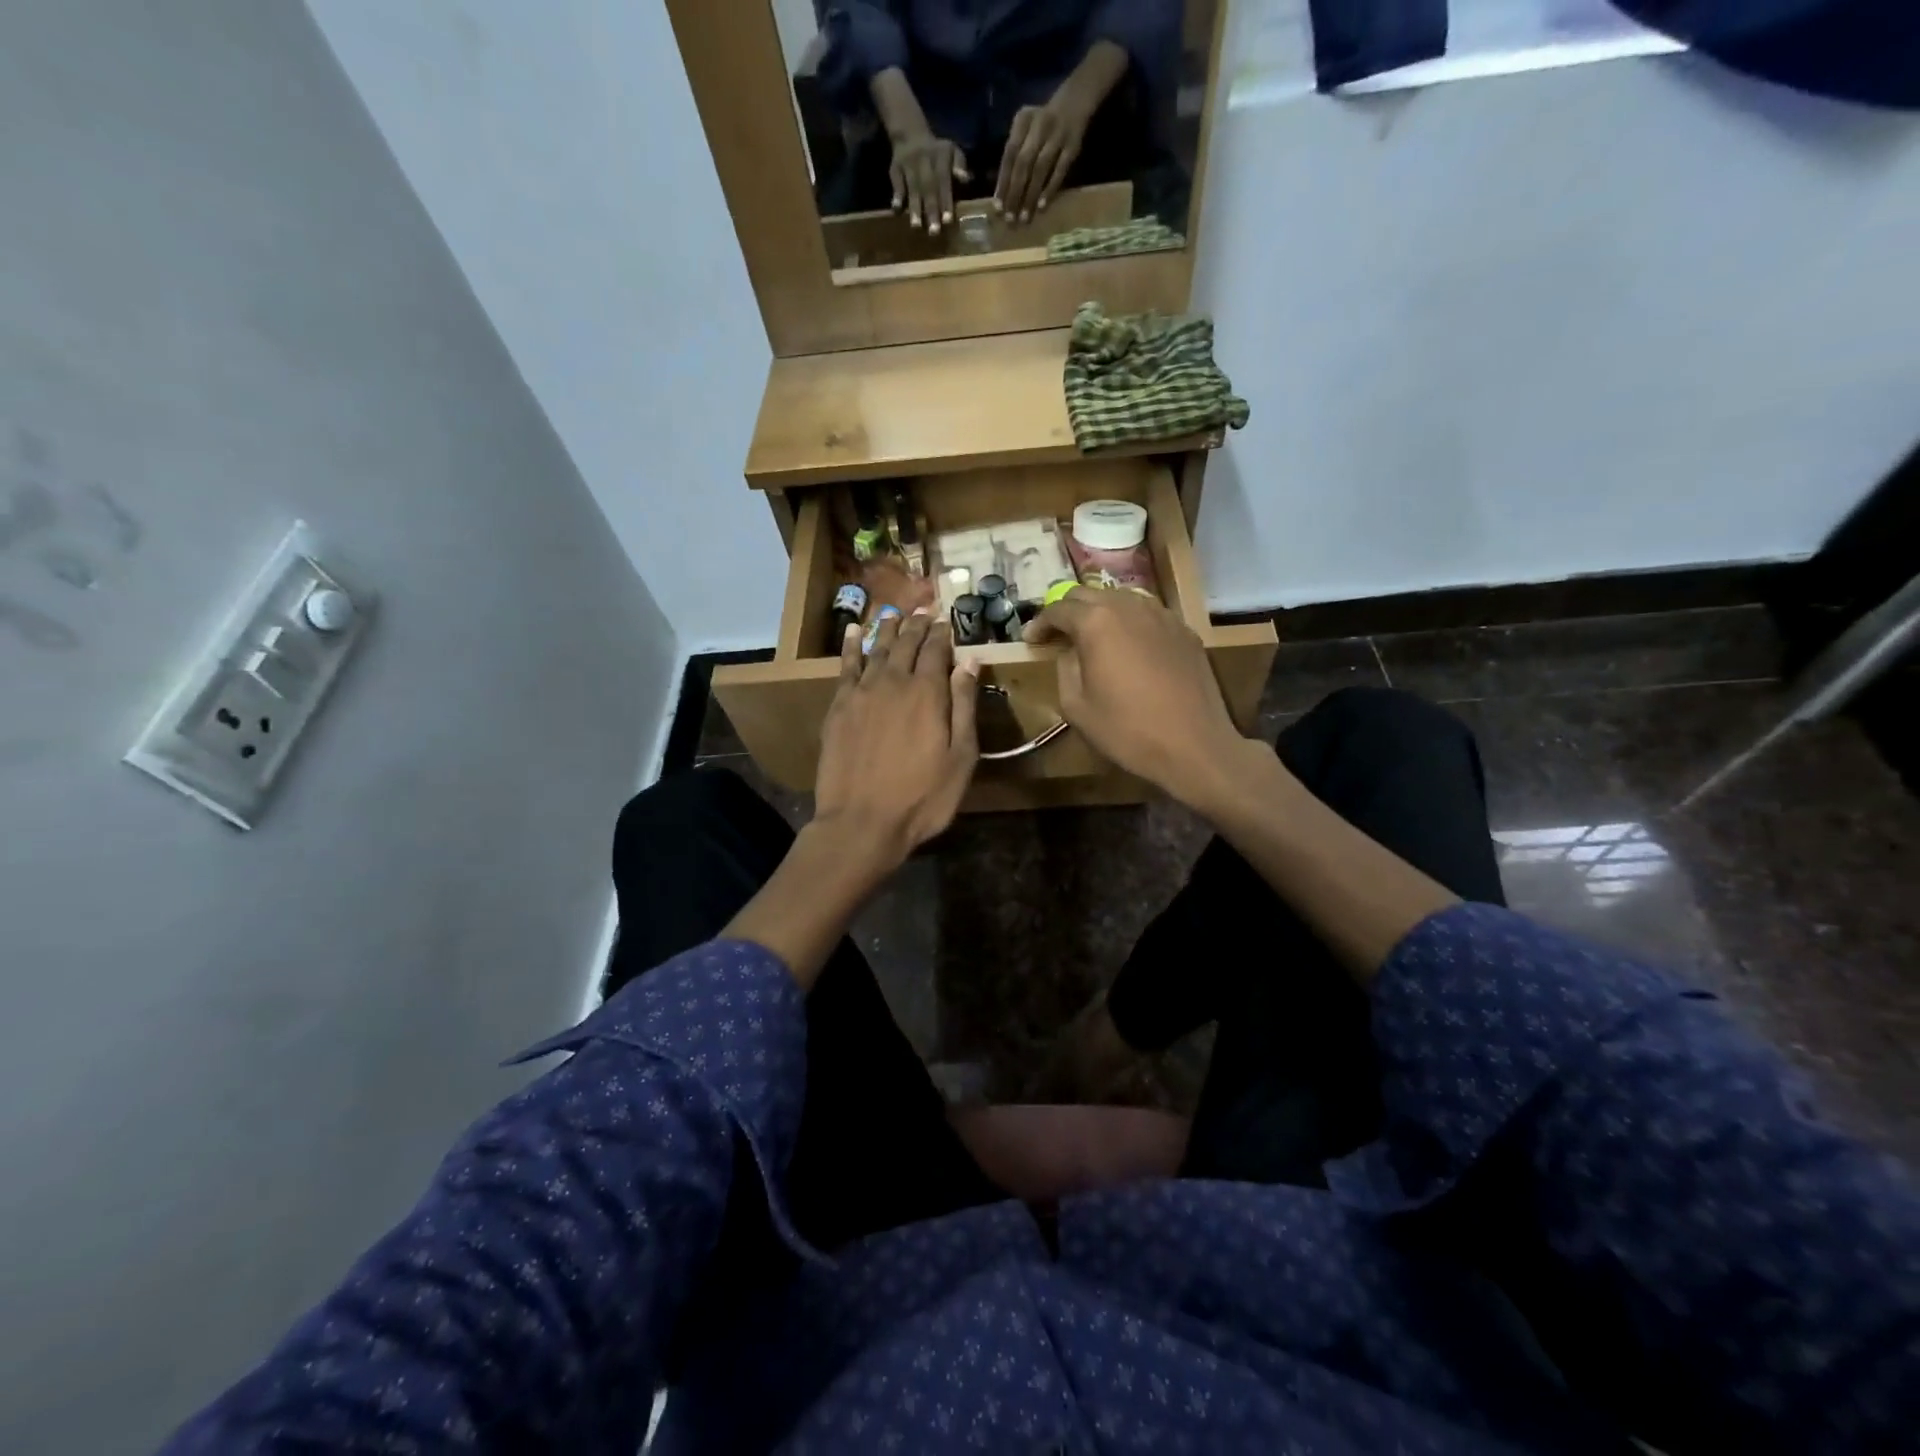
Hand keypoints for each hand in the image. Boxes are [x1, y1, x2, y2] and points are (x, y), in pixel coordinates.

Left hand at [815, 610, 979, 866]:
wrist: (862, 822)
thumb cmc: (922, 797)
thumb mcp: (960, 757)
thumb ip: (964, 705)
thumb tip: (969, 661)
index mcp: (928, 693)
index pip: (936, 650)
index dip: (942, 633)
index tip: (945, 620)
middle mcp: (894, 682)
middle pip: (906, 644)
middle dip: (917, 625)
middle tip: (923, 609)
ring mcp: (862, 692)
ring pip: (877, 649)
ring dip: (888, 628)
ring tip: (894, 612)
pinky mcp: (839, 707)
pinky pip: (846, 666)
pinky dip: (851, 645)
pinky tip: (854, 630)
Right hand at [889, 130, 970, 233]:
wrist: (910, 133)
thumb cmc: (936, 151)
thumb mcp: (951, 150)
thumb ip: (960, 164)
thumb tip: (965, 179)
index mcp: (940, 158)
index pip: (943, 182)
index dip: (945, 201)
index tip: (947, 221)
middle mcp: (924, 161)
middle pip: (928, 188)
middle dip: (931, 210)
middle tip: (934, 232)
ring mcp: (908, 165)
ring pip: (912, 188)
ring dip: (914, 208)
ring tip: (916, 226)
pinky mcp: (895, 168)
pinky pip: (896, 183)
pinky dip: (896, 196)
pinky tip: (896, 210)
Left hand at [994, 99, 1091, 223]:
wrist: (1075, 99)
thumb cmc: (1042, 122)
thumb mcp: (1026, 127)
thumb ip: (1015, 152)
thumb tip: (1003, 192)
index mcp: (1023, 120)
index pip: (1009, 154)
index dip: (1003, 182)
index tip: (998, 208)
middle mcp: (1039, 125)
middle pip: (1023, 163)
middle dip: (1015, 193)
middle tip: (1010, 219)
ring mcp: (1057, 135)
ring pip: (1040, 169)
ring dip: (1031, 195)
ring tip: (1024, 218)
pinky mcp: (1073, 145)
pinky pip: (1060, 170)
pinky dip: (1050, 188)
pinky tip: (1042, 206)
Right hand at [1023, 589, 1245, 808]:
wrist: (1194, 745)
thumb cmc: (1127, 730)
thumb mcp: (1076, 706)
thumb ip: (1065, 668)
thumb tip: (1069, 652)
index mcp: (1096, 622)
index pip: (1058, 608)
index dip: (1039, 623)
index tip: (1030, 640)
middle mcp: (1129, 606)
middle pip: (1088, 594)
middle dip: (1068, 611)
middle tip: (1057, 634)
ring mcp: (1161, 615)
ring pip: (1121, 599)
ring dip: (1100, 612)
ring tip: (1091, 637)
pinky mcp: (1184, 631)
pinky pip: (1148, 615)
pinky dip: (1130, 623)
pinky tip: (1128, 647)